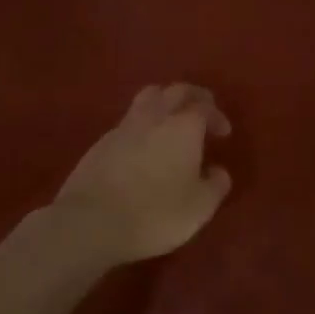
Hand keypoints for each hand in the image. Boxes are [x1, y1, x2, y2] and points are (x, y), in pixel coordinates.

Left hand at [51, 84, 232, 265]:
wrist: (90, 223)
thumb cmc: (155, 213)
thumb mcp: (199, 207)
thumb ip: (216, 185)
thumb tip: (219, 171)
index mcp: (183, 126)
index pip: (205, 106)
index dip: (217, 116)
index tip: (223, 133)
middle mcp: (155, 117)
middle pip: (175, 91)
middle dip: (193, 97)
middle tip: (202, 111)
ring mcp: (124, 127)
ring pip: (148, 98)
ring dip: (164, 103)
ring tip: (171, 123)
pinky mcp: (100, 143)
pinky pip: (128, 122)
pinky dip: (141, 126)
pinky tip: (143, 147)